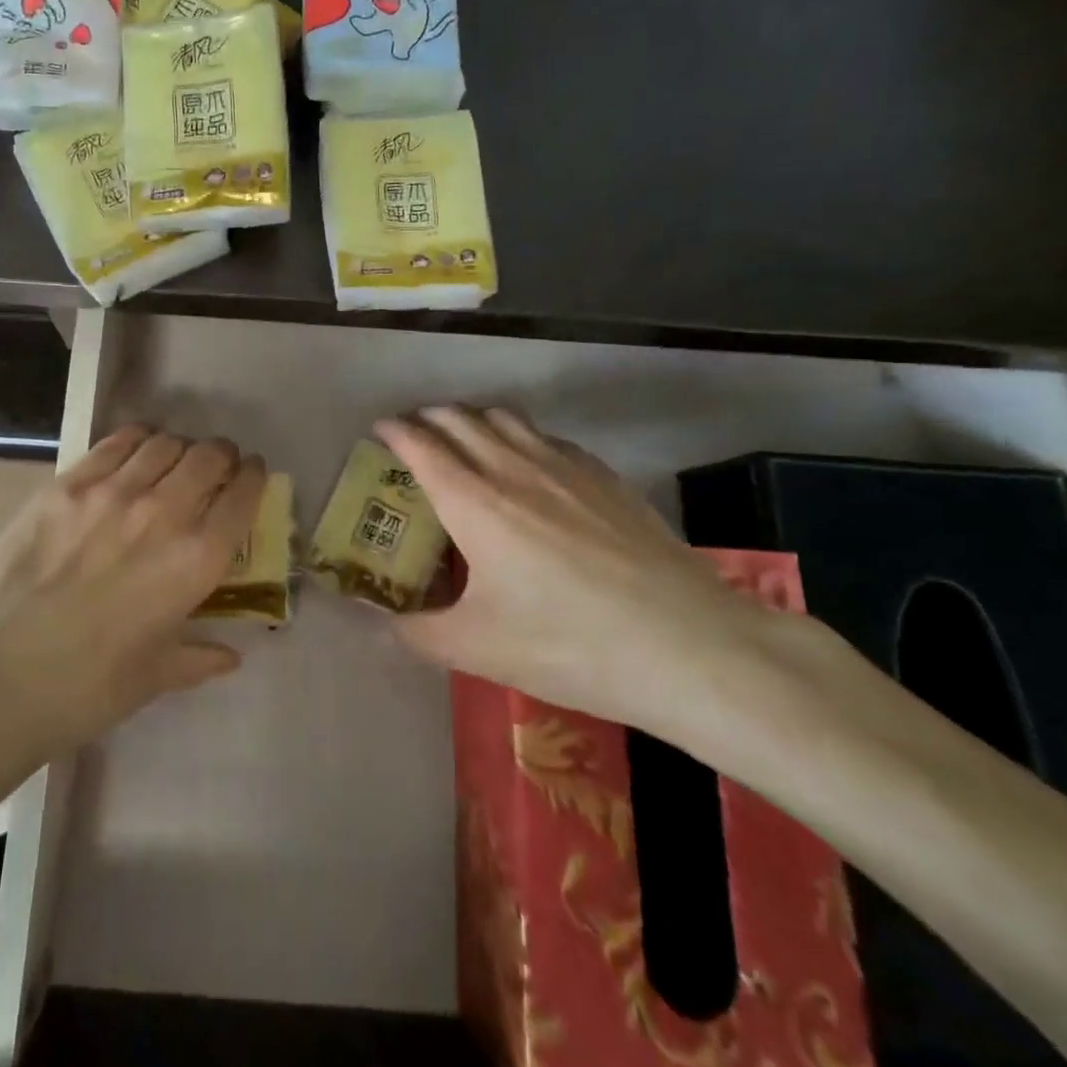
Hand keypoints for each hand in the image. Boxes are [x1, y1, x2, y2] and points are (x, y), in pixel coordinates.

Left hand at [0, 426, 266, 764]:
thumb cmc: (86, 686)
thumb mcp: (154, 677)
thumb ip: (198, 658)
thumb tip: (230, 658)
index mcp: (196, 561)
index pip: (243, 496)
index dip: (254, 478)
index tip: (252, 476)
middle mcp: (164, 513)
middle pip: (209, 457)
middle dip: (222, 457)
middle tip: (215, 467)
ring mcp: (114, 491)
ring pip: (166, 443)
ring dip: (180, 448)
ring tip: (172, 461)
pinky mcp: (69, 482)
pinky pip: (117, 442)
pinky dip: (138, 440)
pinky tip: (135, 451)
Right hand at [377, 406, 770, 732]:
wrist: (688, 645)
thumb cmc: (569, 644)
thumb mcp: (478, 650)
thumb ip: (417, 632)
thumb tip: (380, 622)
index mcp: (473, 501)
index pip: (421, 444)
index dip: (394, 431)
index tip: (379, 430)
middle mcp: (513, 467)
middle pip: (460, 418)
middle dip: (428, 417)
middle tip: (413, 435)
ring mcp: (564, 466)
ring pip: (505, 417)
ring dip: (473, 419)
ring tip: (464, 441)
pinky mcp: (605, 476)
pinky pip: (546, 437)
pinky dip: (520, 437)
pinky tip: (530, 467)